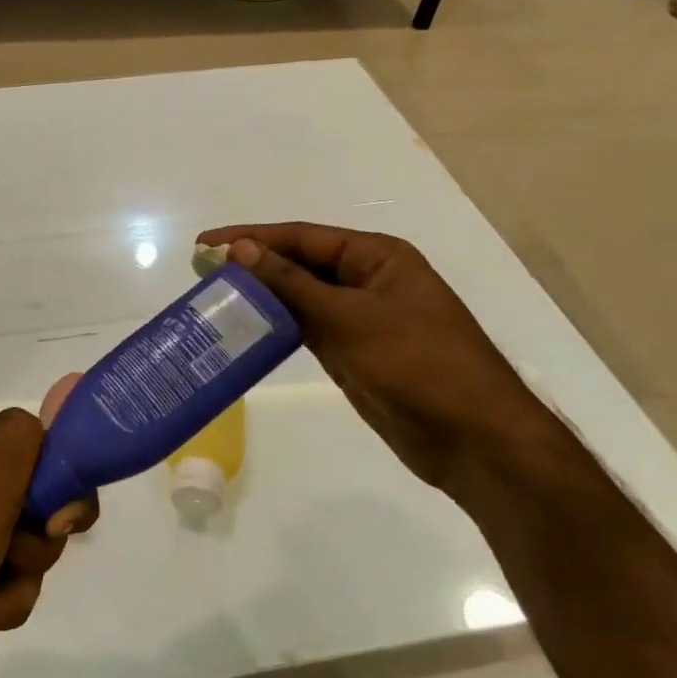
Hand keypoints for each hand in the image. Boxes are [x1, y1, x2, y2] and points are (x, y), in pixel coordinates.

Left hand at [0, 394, 96, 677]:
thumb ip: (18, 443)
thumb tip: (40, 418)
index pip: (48, 453)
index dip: (63, 487)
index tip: (58, 521)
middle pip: (45, 509)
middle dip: (39, 545)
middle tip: (15, 555)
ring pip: (31, 553)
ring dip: (17, 583)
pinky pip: (8, 584)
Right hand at [198, 223, 563, 494]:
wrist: (474, 440)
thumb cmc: (418, 364)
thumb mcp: (350, 318)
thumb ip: (292, 284)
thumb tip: (240, 250)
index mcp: (376, 256)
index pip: (302, 237)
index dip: (252, 238)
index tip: (205, 245)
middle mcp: (368, 280)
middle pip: (300, 264)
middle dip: (254, 266)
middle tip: (202, 273)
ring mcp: (362, 318)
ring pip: (302, 298)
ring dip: (263, 298)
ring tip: (215, 299)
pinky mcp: (354, 353)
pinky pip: (308, 330)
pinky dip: (278, 328)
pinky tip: (246, 330)